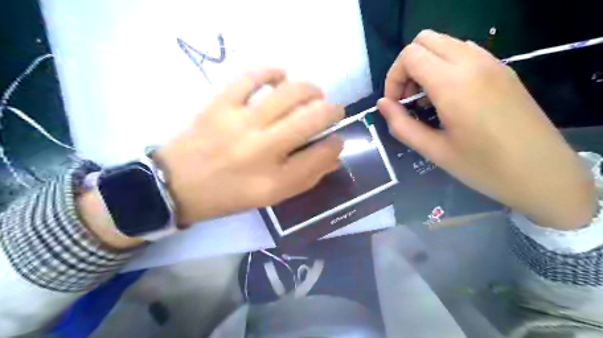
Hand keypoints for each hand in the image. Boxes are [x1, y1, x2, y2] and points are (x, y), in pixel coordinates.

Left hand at [155, 68, 343, 224]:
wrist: (176, 185)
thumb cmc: (228, 196)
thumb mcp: (269, 198)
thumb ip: (304, 179)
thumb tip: (332, 156)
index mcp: (274, 181)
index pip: (320, 156)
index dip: (336, 145)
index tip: (337, 140)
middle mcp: (261, 151)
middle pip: (311, 119)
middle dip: (332, 111)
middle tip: (333, 110)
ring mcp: (240, 123)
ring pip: (288, 93)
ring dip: (310, 89)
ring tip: (314, 93)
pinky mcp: (220, 105)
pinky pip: (251, 77)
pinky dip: (271, 71)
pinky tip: (281, 76)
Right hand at [378, 30, 593, 229]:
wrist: (543, 174)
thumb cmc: (483, 167)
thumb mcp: (434, 150)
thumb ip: (401, 125)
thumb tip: (382, 104)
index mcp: (453, 84)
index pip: (410, 56)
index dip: (393, 78)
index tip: (395, 105)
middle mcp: (473, 63)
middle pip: (425, 40)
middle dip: (407, 67)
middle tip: (408, 99)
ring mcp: (492, 63)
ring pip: (445, 43)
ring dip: (427, 65)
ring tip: (427, 100)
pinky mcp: (503, 70)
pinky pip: (465, 52)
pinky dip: (446, 66)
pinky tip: (449, 97)